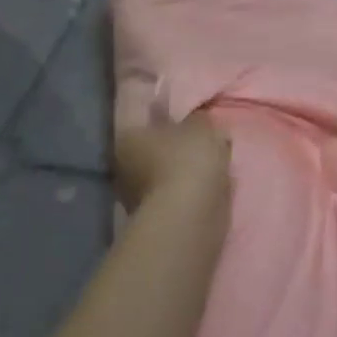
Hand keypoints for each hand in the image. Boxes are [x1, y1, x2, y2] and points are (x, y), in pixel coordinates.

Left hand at [114, 105, 230, 214]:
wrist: (189, 216)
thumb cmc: (188, 159)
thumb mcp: (201, 125)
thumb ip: (197, 118)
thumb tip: (195, 120)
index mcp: (127, 138)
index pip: (146, 120)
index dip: (169, 117)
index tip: (190, 117)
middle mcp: (123, 167)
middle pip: (153, 149)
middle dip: (175, 146)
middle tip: (204, 139)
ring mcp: (135, 197)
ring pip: (164, 174)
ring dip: (183, 170)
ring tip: (212, 163)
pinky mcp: (154, 218)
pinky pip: (175, 194)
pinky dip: (189, 191)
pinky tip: (209, 185)